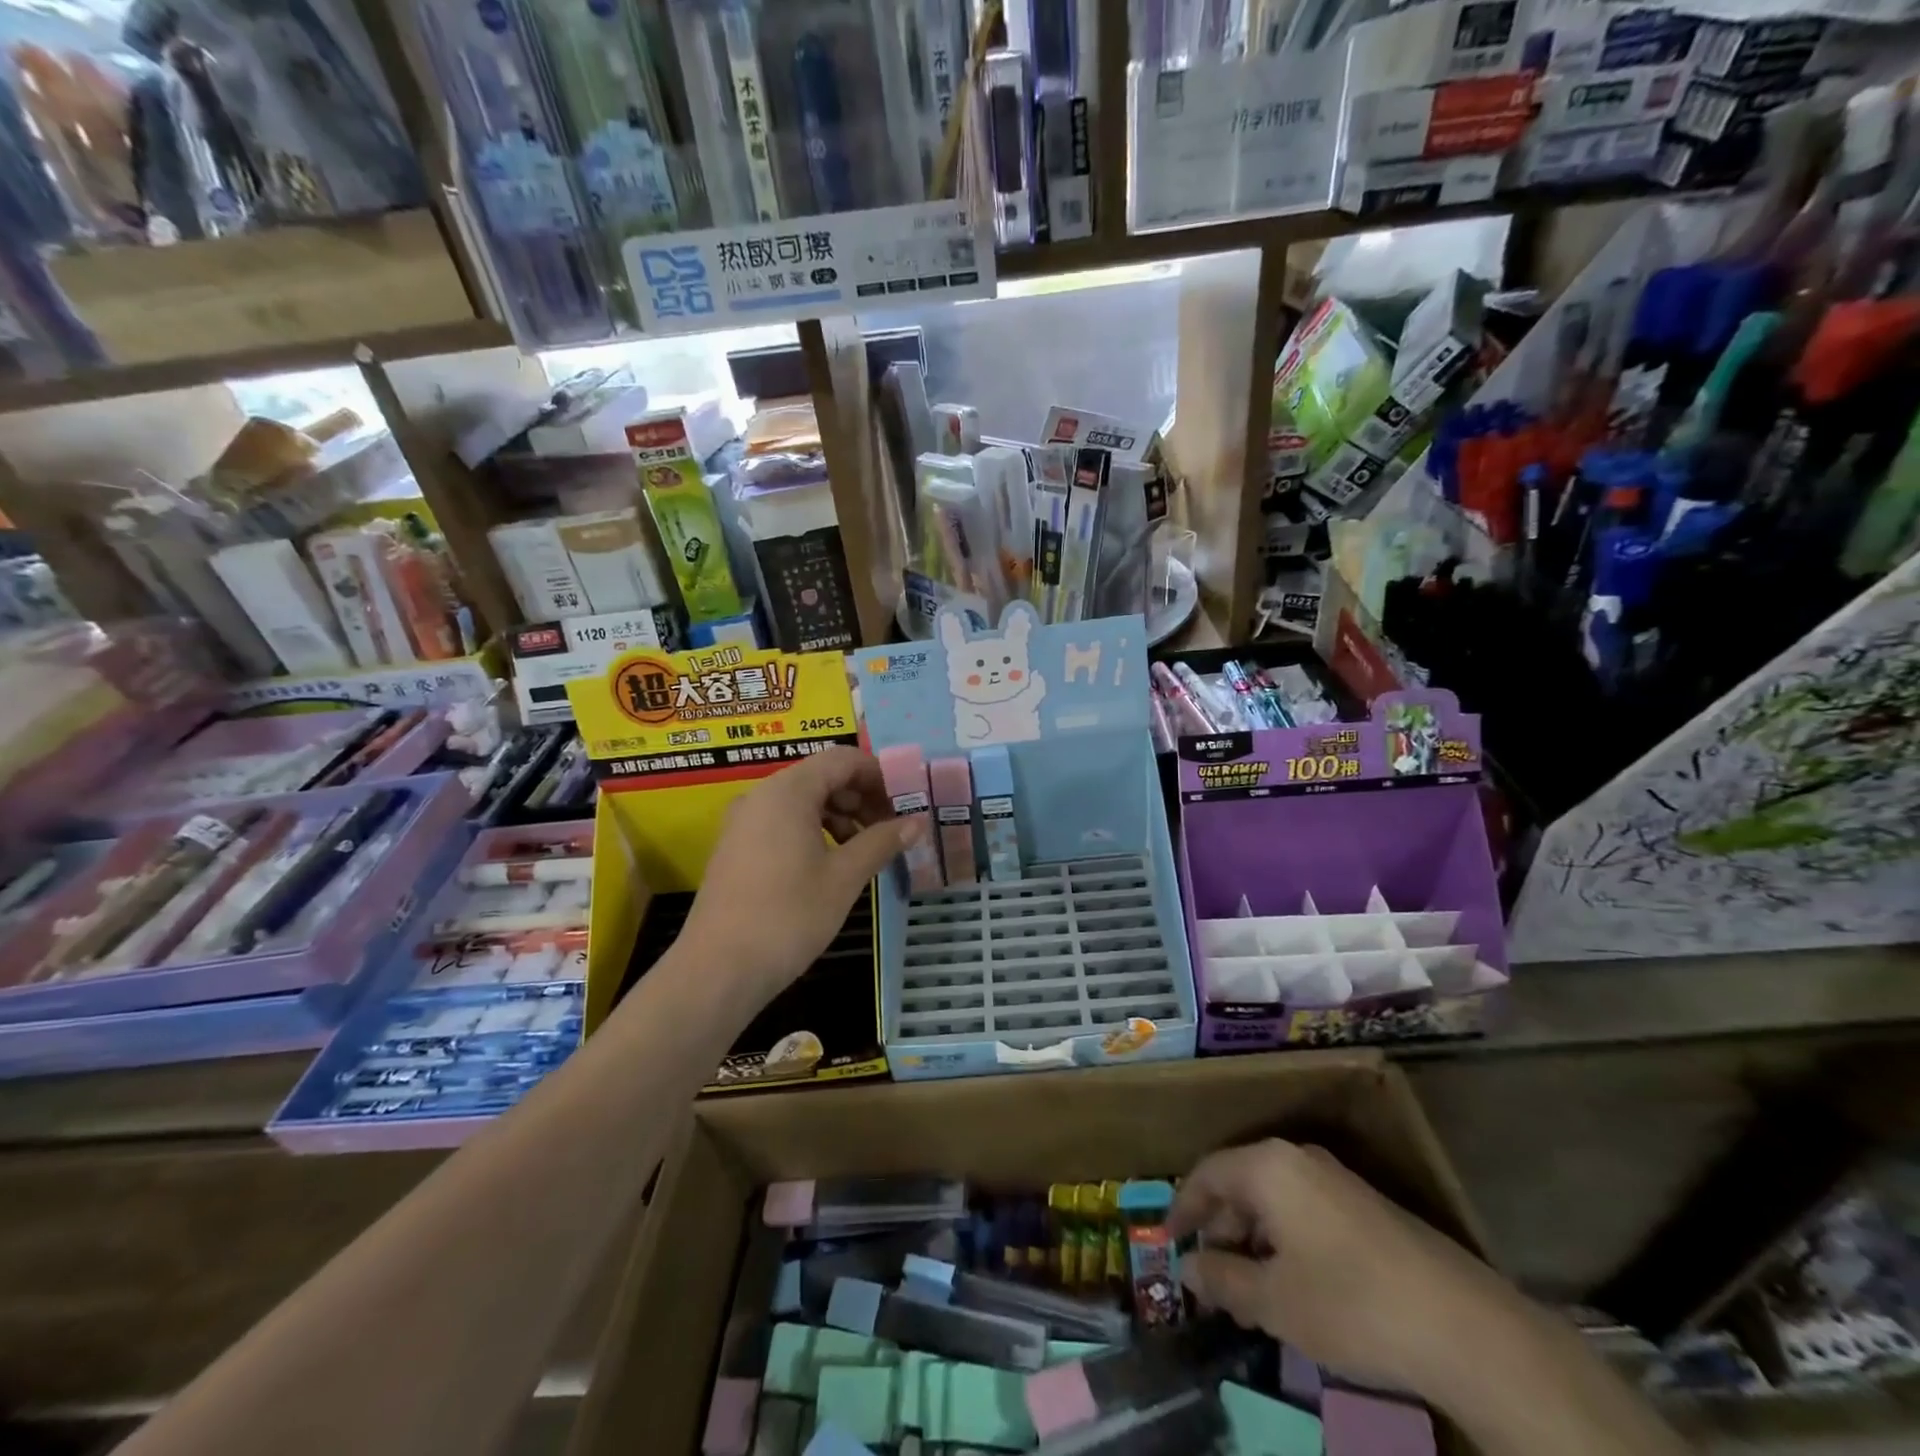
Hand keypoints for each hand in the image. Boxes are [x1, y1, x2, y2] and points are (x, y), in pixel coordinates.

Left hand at [678, 747, 924, 1002]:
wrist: (718, 970)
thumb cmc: (788, 916)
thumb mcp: (844, 877)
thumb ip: (881, 842)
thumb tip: (917, 822)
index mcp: (788, 791)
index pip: (842, 759)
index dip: (879, 775)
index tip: (906, 803)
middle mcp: (762, 795)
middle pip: (822, 776)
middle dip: (861, 797)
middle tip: (892, 829)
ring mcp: (744, 821)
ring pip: (802, 801)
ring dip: (840, 816)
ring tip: (866, 849)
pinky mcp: (736, 847)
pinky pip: (782, 822)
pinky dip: (814, 831)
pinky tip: (832, 863)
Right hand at [1170, 1140, 1514, 1396]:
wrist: (1465, 1327)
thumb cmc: (1351, 1304)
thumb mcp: (1275, 1302)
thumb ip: (1224, 1280)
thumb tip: (1188, 1271)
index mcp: (1269, 1166)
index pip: (1206, 1173)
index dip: (1183, 1207)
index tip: (1169, 1242)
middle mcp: (1298, 1159)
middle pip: (1240, 1183)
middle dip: (1219, 1228)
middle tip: (1208, 1276)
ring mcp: (1336, 1180)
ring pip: (1273, 1199)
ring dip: (1252, 1239)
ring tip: (1247, 1290)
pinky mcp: (1364, 1207)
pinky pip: (1303, 1210)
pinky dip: (1284, 1241)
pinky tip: (1292, 1286)